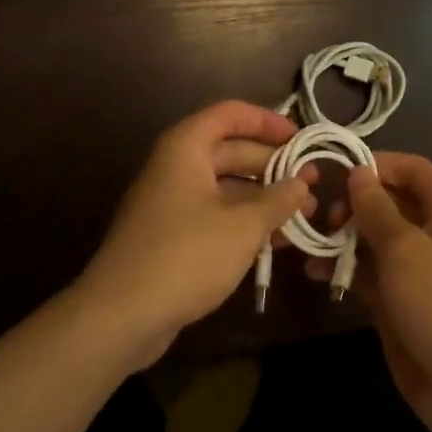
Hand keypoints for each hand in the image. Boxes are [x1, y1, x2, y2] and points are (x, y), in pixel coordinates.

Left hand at [78, 101, 309, 367]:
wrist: (119, 317)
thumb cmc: (185, 255)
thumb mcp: (243, 226)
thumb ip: (278, 200)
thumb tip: (303, 182)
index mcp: (186, 148)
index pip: (230, 114)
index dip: (267, 121)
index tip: (300, 138)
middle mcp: (176, 167)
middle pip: (231, 151)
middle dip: (273, 166)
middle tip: (312, 183)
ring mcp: (171, 203)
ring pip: (226, 187)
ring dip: (264, 198)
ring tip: (303, 215)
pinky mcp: (171, 237)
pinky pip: (215, 215)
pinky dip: (245, 222)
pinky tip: (276, 241)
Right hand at [337, 153, 431, 431]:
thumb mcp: (406, 250)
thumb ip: (377, 209)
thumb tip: (359, 172)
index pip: (414, 170)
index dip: (380, 164)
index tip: (340, 171)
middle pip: (390, 202)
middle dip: (355, 204)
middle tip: (324, 217)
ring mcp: (416, 269)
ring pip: (375, 238)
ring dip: (344, 237)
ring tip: (310, 243)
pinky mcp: (399, 300)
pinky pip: (369, 273)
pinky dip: (344, 269)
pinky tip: (315, 273)